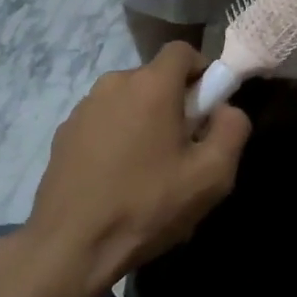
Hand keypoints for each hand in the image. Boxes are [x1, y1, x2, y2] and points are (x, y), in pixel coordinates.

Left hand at [23, 44, 250, 296]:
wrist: (69, 246)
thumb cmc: (146, 205)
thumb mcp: (210, 176)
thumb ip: (232, 130)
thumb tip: (226, 109)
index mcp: (151, 84)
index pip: (182, 50)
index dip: (202, 72)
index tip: (207, 109)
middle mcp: (114, 83)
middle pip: (156, 78)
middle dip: (174, 103)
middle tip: (182, 150)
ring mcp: (84, 107)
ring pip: (128, 100)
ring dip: (144, 121)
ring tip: (148, 171)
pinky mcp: (64, 132)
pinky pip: (104, 122)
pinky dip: (116, 137)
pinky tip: (117, 180)